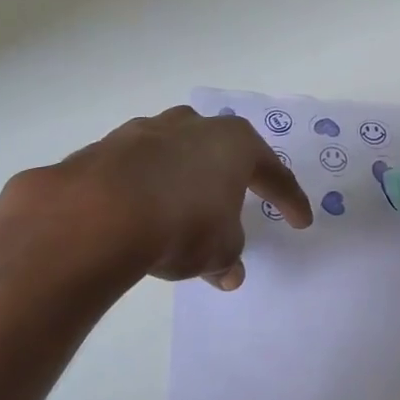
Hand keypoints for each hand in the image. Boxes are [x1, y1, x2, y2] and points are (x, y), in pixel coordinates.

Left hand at [0, 107, 312, 289]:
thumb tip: (228, 273)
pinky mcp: (105, 148)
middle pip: (220, 148)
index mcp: (233, 143)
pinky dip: (143, 189)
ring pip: (174, 151)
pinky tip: (138, 213)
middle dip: (229, 174)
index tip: (301, 221)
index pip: (273, 172)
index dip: (289, 199)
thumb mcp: (218, 250)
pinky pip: (135, 169)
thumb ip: (227, 256)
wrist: (98, 214)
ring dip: (182, 178)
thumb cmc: (182, 225)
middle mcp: (191, 126)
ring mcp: (144, 131)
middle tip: (235, 198)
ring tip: (180, 209)